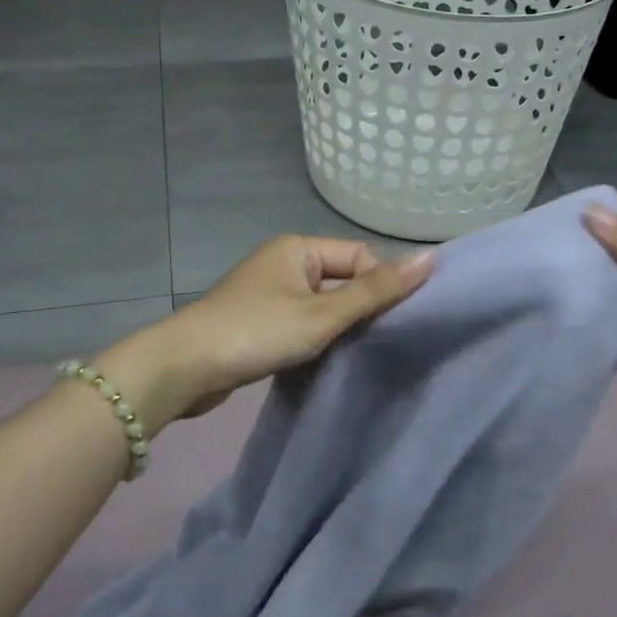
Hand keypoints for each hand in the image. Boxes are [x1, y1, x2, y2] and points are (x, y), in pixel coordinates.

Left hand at [99, 236, 434, 430]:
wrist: (184, 368)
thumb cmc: (257, 332)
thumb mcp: (322, 314)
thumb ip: (376, 291)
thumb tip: (431, 258)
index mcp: (298, 248)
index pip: (360, 257)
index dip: (379, 286)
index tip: (389, 323)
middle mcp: (283, 262)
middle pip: (342, 279)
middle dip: (360, 309)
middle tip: (376, 342)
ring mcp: (267, 292)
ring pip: (322, 305)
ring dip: (338, 327)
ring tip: (351, 353)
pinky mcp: (257, 321)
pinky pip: (301, 322)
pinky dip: (315, 338)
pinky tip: (324, 360)